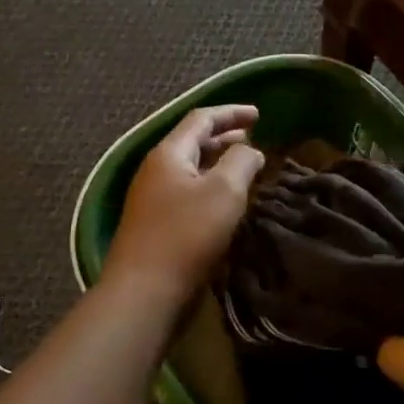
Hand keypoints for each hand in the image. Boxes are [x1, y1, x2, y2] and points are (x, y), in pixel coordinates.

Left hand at [103, 105, 263, 302]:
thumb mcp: (224, 191)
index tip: (259, 114)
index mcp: (168, 153)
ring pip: (191, 169)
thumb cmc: (186, 234)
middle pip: (193, 142)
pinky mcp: (157, 224)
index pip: (201, 119)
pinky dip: (210, 187)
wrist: (144, 291)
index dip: (231, 113)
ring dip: (219, 163)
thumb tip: (250, 150)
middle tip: (253, 138)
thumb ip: (241, 161)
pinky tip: (227, 202)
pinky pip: (188, 193)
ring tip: (245, 167)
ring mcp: (153, 198)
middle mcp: (156, 170)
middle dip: (225, 137)